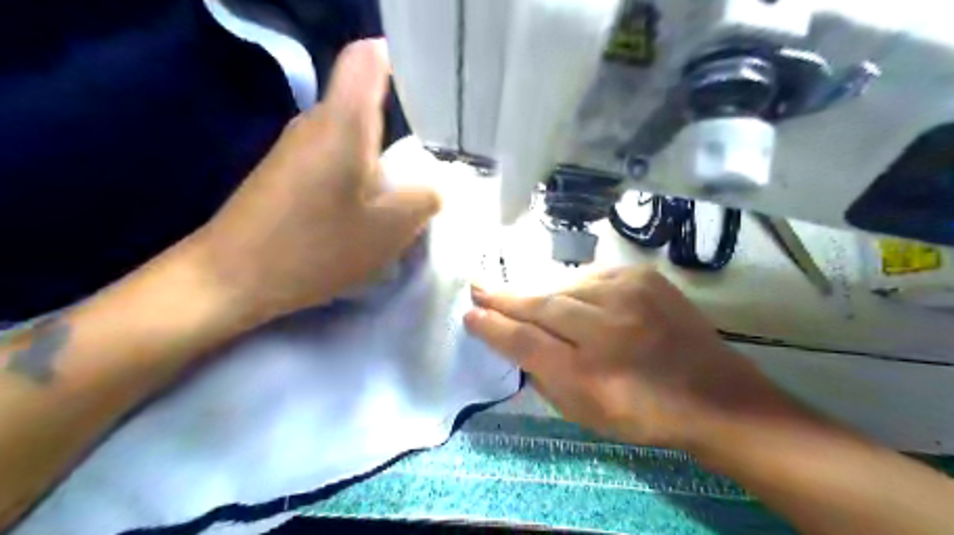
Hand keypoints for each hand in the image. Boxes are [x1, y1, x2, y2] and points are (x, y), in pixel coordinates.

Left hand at [191, 39, 442, 324]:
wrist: (232, 278)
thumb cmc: (314, 248)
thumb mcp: (387, 231)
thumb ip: (423, 200)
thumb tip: (433, 187)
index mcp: (343, 122)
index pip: (370, 58)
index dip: (403, 61)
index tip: (434, 91)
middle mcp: (318, 122)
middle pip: (367, 98)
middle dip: (406, 121)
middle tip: (437, 154)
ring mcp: (299, 146)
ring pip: (354, 133)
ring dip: (383, 155)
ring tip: (409, 187)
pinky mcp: (290, 171)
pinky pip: (337, 156)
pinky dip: (361, 173)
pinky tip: (370, 207)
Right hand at [462, 266, 781, 446]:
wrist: (713, 394)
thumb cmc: (643, 413)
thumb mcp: (585, 413)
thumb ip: (545, 376)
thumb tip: (514, 340)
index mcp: (591, 376)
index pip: (526, 343)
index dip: (494, 327)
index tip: (470, 315)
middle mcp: (608, 330)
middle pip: (542, 306)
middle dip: (504, 298)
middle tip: (477, 287)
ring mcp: (630, 297)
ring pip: (564, 286)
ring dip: (539, 293)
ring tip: (519, 296)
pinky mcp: (644, 278)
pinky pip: (591, 277)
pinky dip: (573, 287)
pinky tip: (566, 296)